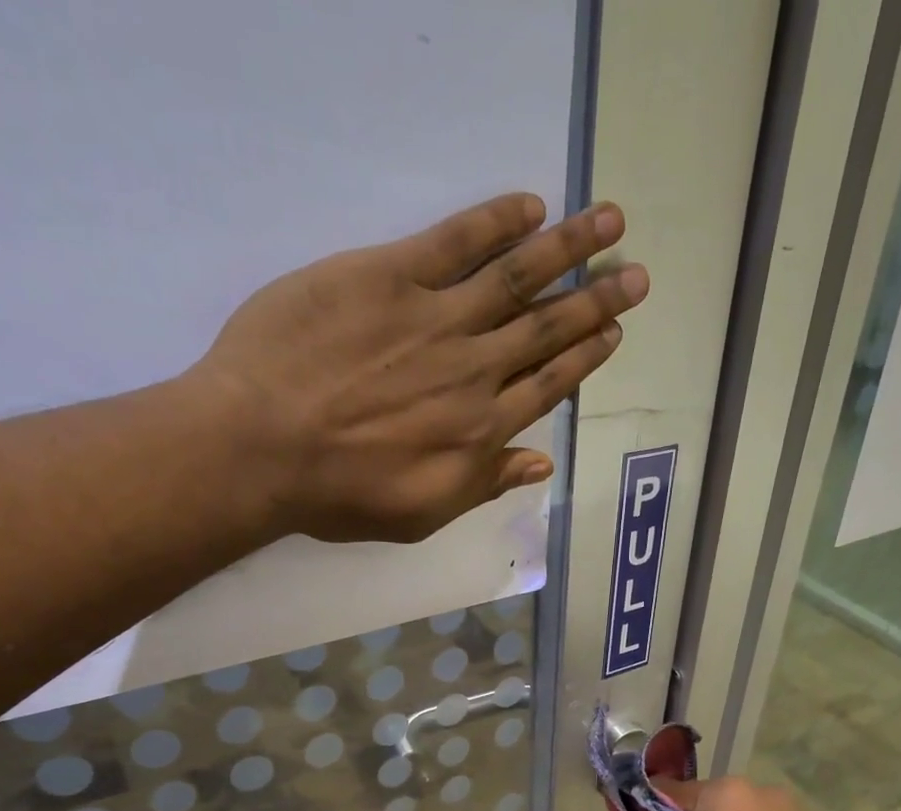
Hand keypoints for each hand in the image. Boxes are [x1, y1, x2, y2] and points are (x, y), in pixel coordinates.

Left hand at [189, 193, 648, 543]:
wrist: (263, 445)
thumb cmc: (340, 493)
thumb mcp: (423, 513)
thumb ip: (485, 483)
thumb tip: (542, 463)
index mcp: (480, 429)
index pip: (547, 385)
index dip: (584, 357)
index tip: (614, 333)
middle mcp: (473, 370)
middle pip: (545, 329)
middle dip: (595, 302)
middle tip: (636, 276)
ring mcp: (435, 318)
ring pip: (516, 279)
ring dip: (568, 250)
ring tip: (610, 224)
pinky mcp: (389, 275)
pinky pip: (454, 241)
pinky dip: (495, 223)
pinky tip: (529, 207)